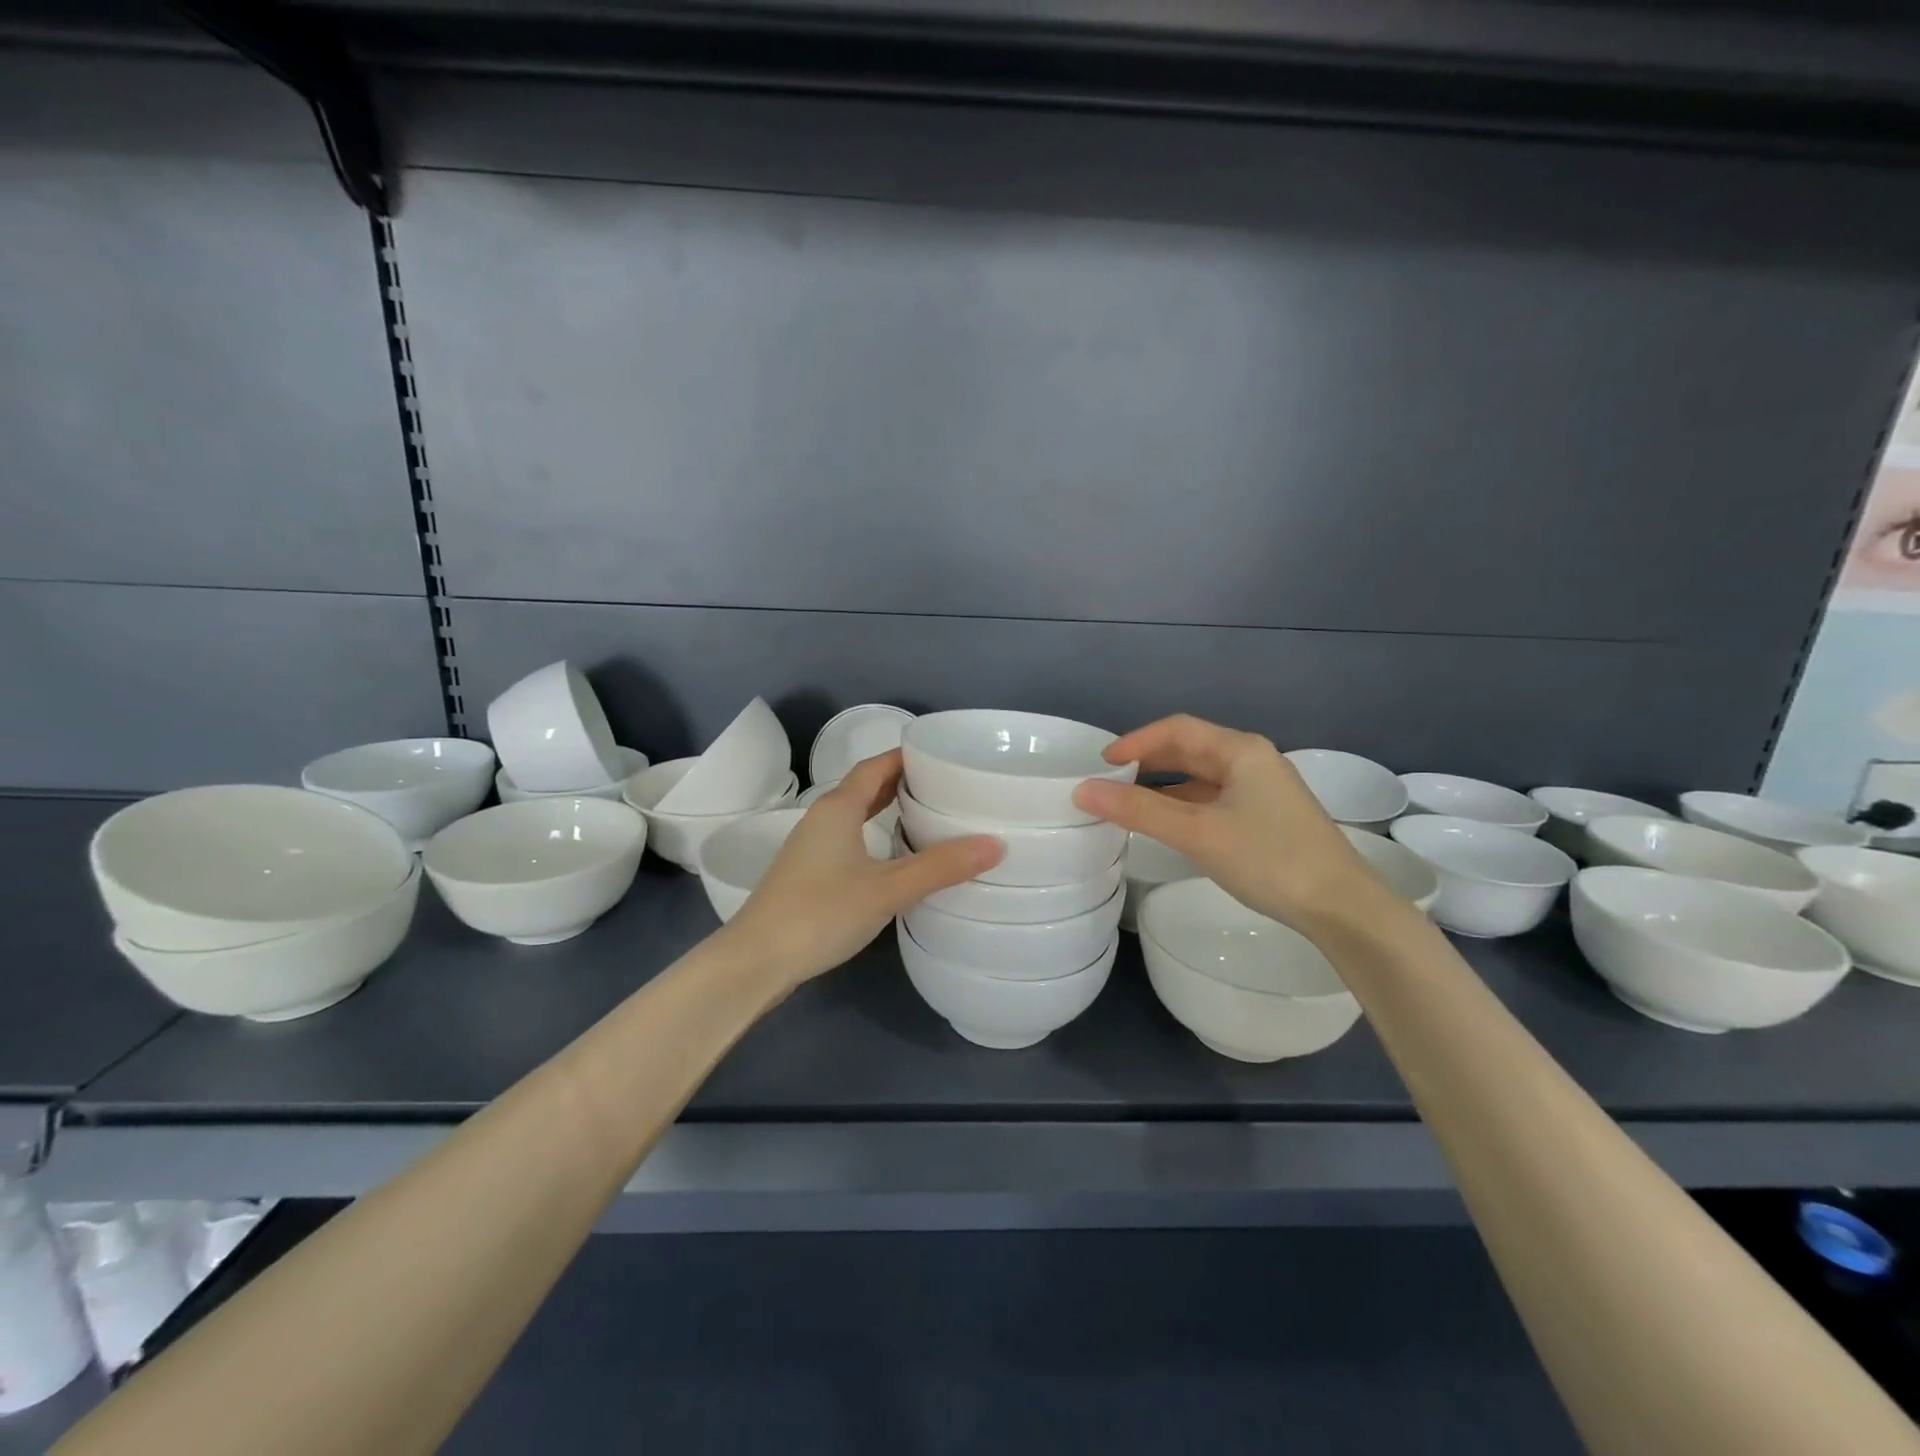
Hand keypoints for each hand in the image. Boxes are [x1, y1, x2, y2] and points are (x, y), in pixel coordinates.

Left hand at [723, 749, 1002, 985]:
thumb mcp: (887, 889)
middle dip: (900, 781)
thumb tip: (996, 844)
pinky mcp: (807, 874)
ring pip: (854, 815)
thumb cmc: (820, 913)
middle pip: (864, 787)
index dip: (906, 757)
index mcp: (838, 808)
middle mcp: (821, 819)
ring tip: (926, 814)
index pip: (875, 766)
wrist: (755, 961)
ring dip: (885, 809)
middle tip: (943, 785)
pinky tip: (891, 856)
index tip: (942, 756)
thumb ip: (940, 867)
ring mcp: (810, 848)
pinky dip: (873, 834)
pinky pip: (847, 839)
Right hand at [1072, 715, 1394, 933]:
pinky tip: (1169, 825)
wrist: (1342, 907)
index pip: (1177, 729)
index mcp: (1240, 750)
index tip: (1101, 764)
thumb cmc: (1269, 859)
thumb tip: (1083, 791)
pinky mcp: (1268, 817)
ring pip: (1202, 777)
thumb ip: (1139, 810)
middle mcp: (1253, 761)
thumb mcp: (1197, 833)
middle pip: (1190, 749)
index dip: (1135, 741)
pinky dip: (1185, 806)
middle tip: (1109, 782)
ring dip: (1165, 786)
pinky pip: (1215, 799)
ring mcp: (1263, 790)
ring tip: (1129, 804)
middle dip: (1148, 762)